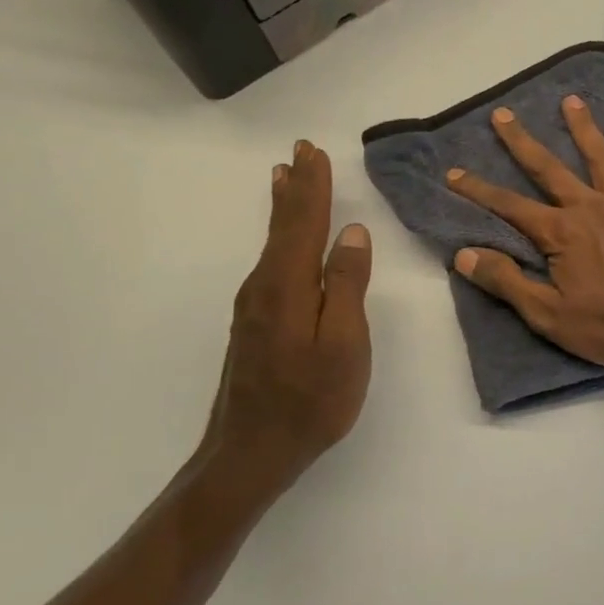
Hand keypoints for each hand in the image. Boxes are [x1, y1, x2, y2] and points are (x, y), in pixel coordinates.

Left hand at [201, 140, 372, 504]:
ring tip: (287, 178)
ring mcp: (255, 305)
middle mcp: (264, 286)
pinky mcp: (255, 323)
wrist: (251, 453)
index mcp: (287, 285)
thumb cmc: (311, 400)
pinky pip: (271, 261)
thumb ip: (347, 285)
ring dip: (285, 207)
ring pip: (273, 242)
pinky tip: (282, 237)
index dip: (313, 186)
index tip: (314, 152)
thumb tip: (352, 233)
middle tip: (299, 151)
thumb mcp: (344, 343)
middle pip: (282, 226)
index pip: (303, 222)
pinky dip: (279, 235)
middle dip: (295, 187)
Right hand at [446, 97, 603, 377]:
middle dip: (522, 141)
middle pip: (549, 168)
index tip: (454, 173)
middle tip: (503, 114)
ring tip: (571, 101)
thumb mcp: (549, 315)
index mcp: (561, 233)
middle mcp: (591, 206)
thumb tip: (463, 254)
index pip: (510, 206)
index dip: (478, 190)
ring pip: (600, 156)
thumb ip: (507, 282)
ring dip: (583, 128)